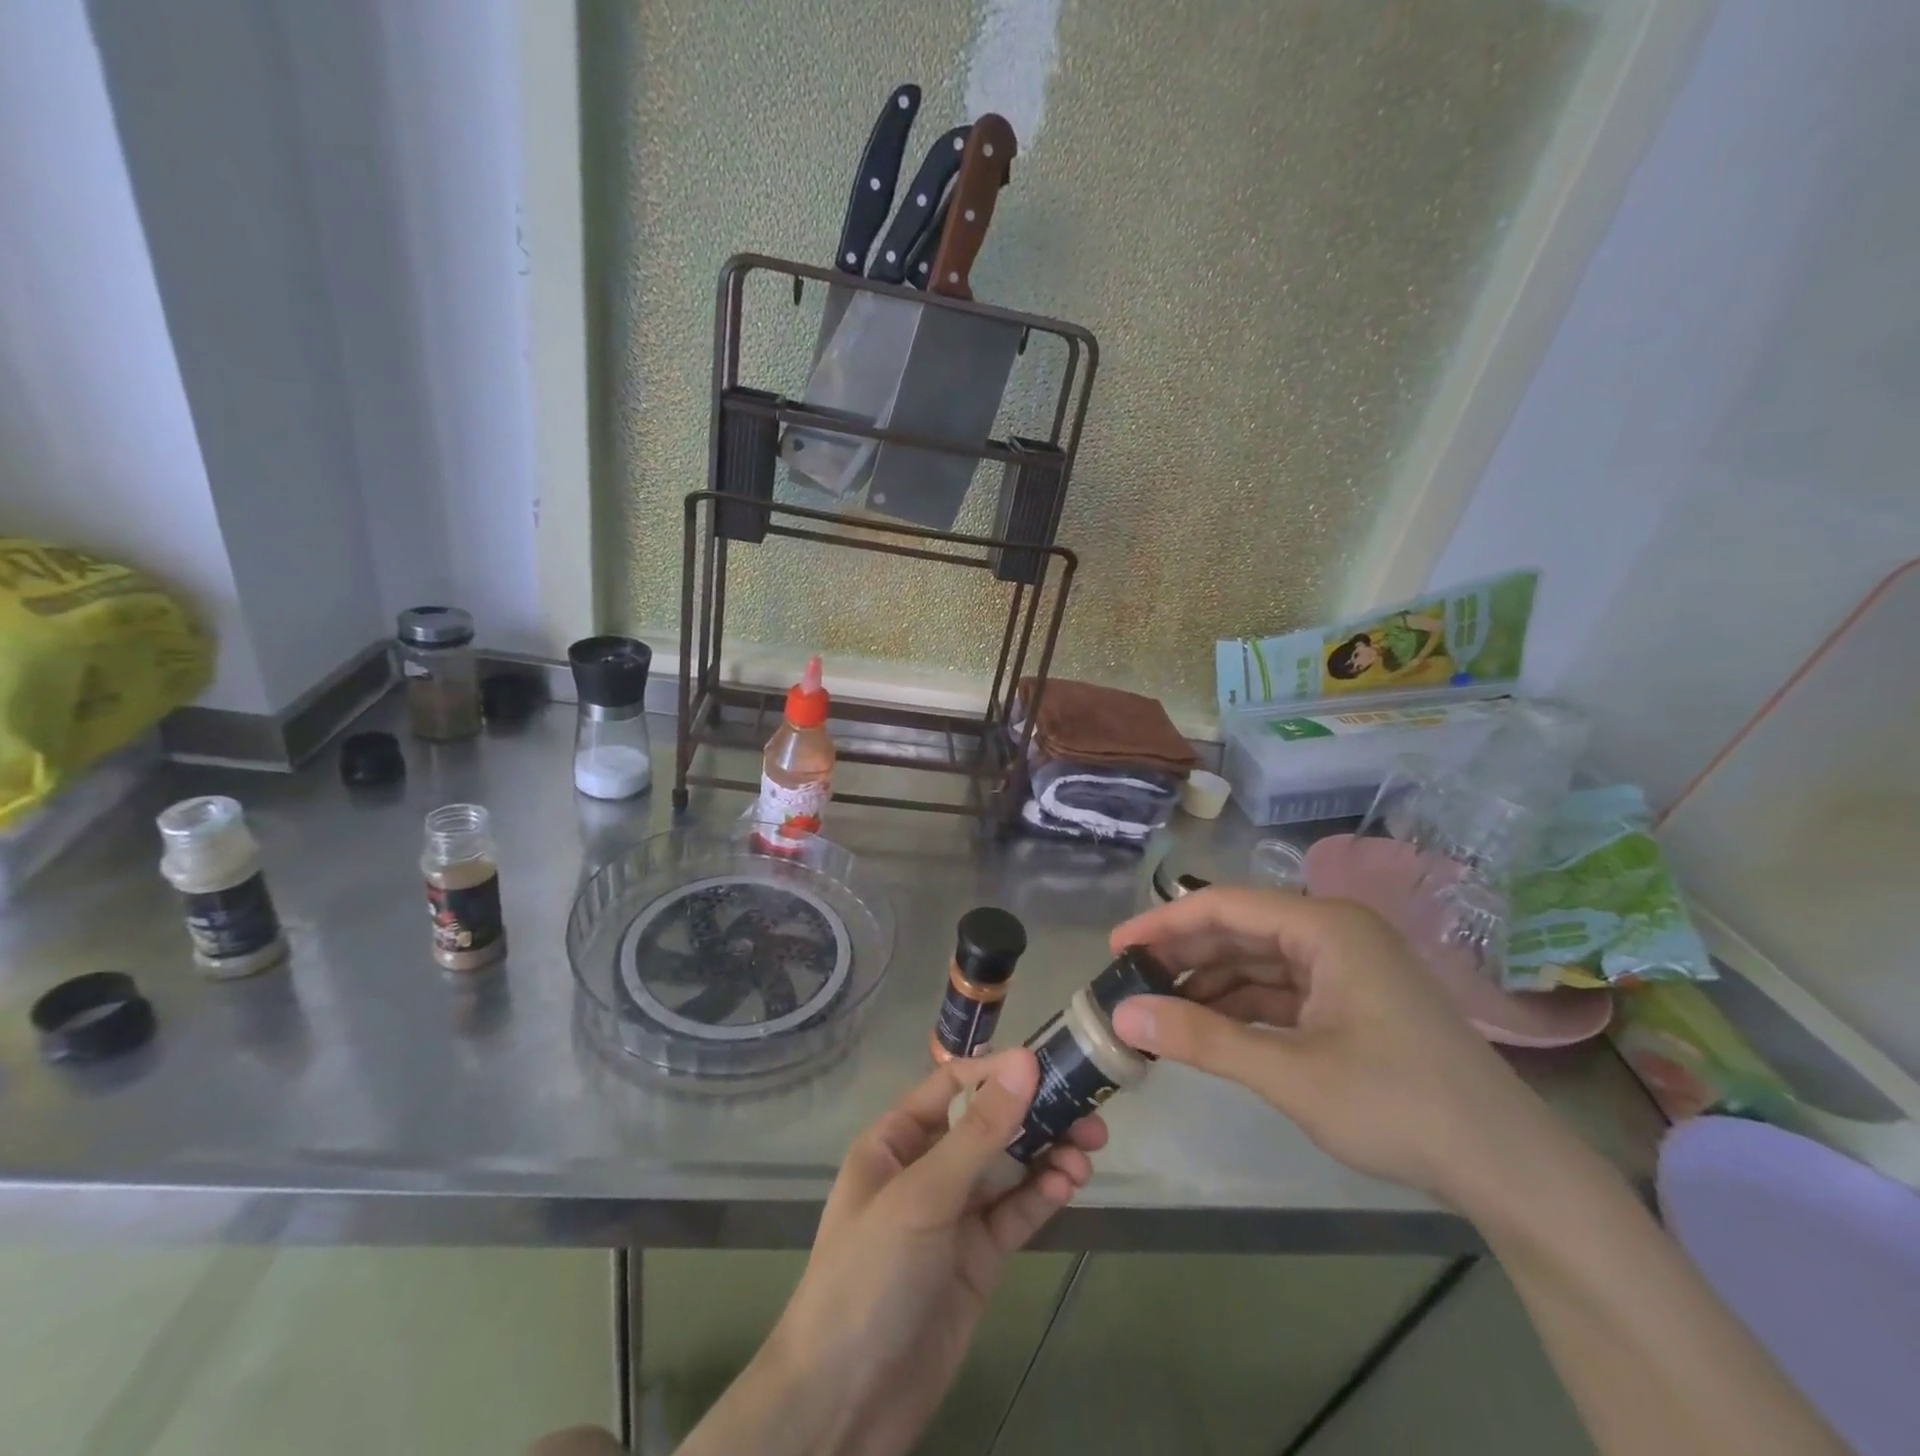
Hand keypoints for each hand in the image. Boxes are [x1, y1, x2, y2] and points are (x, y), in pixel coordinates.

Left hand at [678, 1050, 1105, 1455]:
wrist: (845, 1404)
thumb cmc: (870, 1275)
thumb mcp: (922, 1195)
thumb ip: (978, 1133)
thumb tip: (1024, 1062)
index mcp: (897, 1140)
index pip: (952, 1086)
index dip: (997, 1072)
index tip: (1046, 1065)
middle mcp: (927, 1168)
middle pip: (988, 1126)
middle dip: (1035, 1114)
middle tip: (1088, 1110)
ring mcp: (954, 1215)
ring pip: (1009, 1168)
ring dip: (1048, 1153)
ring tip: (1088, 1149)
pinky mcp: (978, 1259)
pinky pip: (1015, 1213)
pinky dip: (1042, 1195)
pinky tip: (1069, 1184)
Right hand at [1106, 885, 1555, 1207]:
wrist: (1511, 1169)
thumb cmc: (1399, 1106)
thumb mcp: (1289, 1073)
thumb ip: (1201, 1039)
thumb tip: (1122, 1016)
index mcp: (1325, 926)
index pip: (1223, 906)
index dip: (1163, 922)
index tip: (1115, 948)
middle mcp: (1334, 931)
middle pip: (1240, 929)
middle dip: (1183, 954)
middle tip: (1129, 981)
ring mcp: (1347, 965)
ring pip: (1258, 960)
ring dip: (1209, 982)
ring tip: (1158, 1007)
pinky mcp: (1353, 999)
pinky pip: (1282, 988)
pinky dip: (1242, 1005)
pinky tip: (1208, 1026)